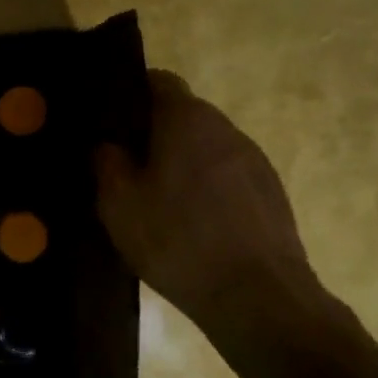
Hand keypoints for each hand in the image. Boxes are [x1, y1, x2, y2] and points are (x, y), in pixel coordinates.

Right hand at [95, 70, 327, 336]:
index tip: (109, 121)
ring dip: (181, 164)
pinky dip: (205, 189)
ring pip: (206, 148)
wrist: (256, 295)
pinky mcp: (270, 193)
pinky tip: (190, 225)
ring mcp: (254, 160)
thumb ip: (107, 165)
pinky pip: (226, 177)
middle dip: (153, 135)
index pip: (158, 81)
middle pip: (183, 116)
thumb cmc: (177, 240)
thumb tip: (107, 146)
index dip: (130, 93)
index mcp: (187, 120)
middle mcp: (226, 128)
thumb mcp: (119, 205)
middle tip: (124, 168)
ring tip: (156, 201)